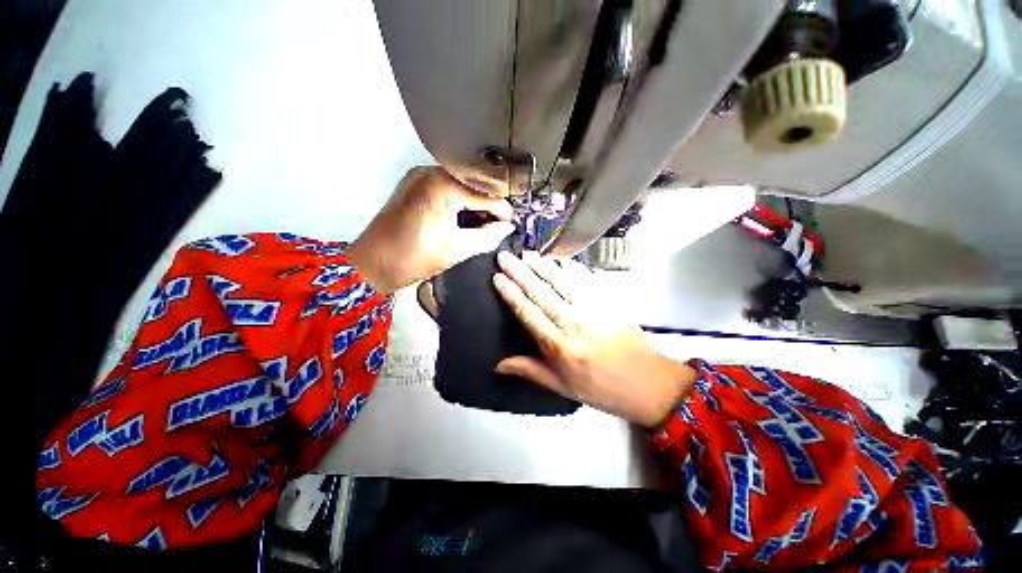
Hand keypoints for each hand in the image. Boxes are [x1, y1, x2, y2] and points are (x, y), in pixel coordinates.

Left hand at [347, 167, 514, 294]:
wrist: (372, 264)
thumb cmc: (413, 258)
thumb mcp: (457, 249)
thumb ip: (488, 236)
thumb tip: (507, 228)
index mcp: (442, 187)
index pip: (485, 193)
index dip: (503, 209)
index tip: (512, 223)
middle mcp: (430, 172)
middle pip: (473, 184)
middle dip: (490, 205)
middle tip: (500, 224)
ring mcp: (419, 176)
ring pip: (461, 185)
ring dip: (475, 203)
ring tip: (486, 224)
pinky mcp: (414, 183)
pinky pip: (446, 187)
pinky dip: (460, 201)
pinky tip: (467, 217)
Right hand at [493, 251, 695, 427]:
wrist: (645, 382)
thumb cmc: (599, 387)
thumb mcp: (561, 386)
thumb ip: (529, 370)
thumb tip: (497, 365)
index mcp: (557, 344)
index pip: (527, 312)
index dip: (510, 293)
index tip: (498, 277)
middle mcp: (571, 322)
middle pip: (540, 292)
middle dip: (519, 272)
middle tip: (505, 256)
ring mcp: (591, 309)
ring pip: (561, 282)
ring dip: (542, 266)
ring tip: (527, 254)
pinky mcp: (608, 302)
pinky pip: (586, 280)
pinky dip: (571, 268)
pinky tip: (560, 260)